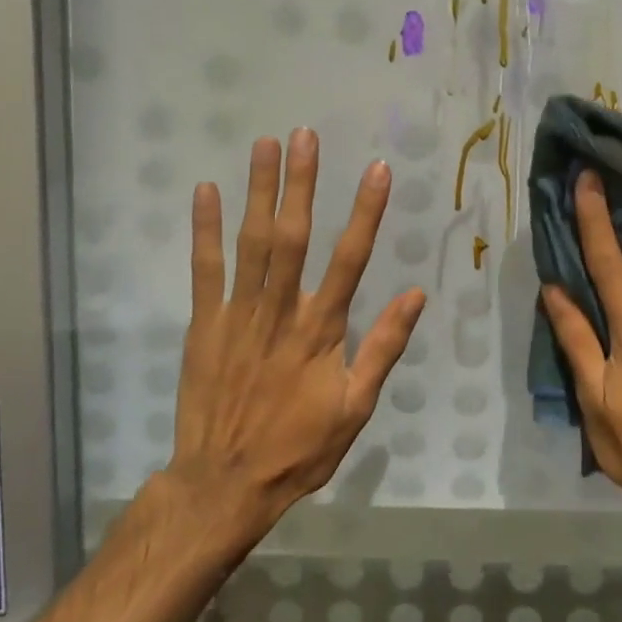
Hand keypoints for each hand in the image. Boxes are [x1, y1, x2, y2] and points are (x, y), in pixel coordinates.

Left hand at [167, 130, 425, 539]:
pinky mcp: (204, 324)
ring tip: (266, 145)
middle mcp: (281, 312)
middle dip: (301, 183)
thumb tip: (417, 295)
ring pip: (251, 243)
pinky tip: (206, 191)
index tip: (377, 170)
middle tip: (305, 135)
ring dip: (259, 192)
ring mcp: (238, 315)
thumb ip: (384, 348)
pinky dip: (205, 229)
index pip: (349, 260)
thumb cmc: (298, 448)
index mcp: (321, 330)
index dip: (365, 212)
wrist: (223, 485)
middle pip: (292, 237)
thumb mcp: (356, 408)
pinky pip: (204, 270)